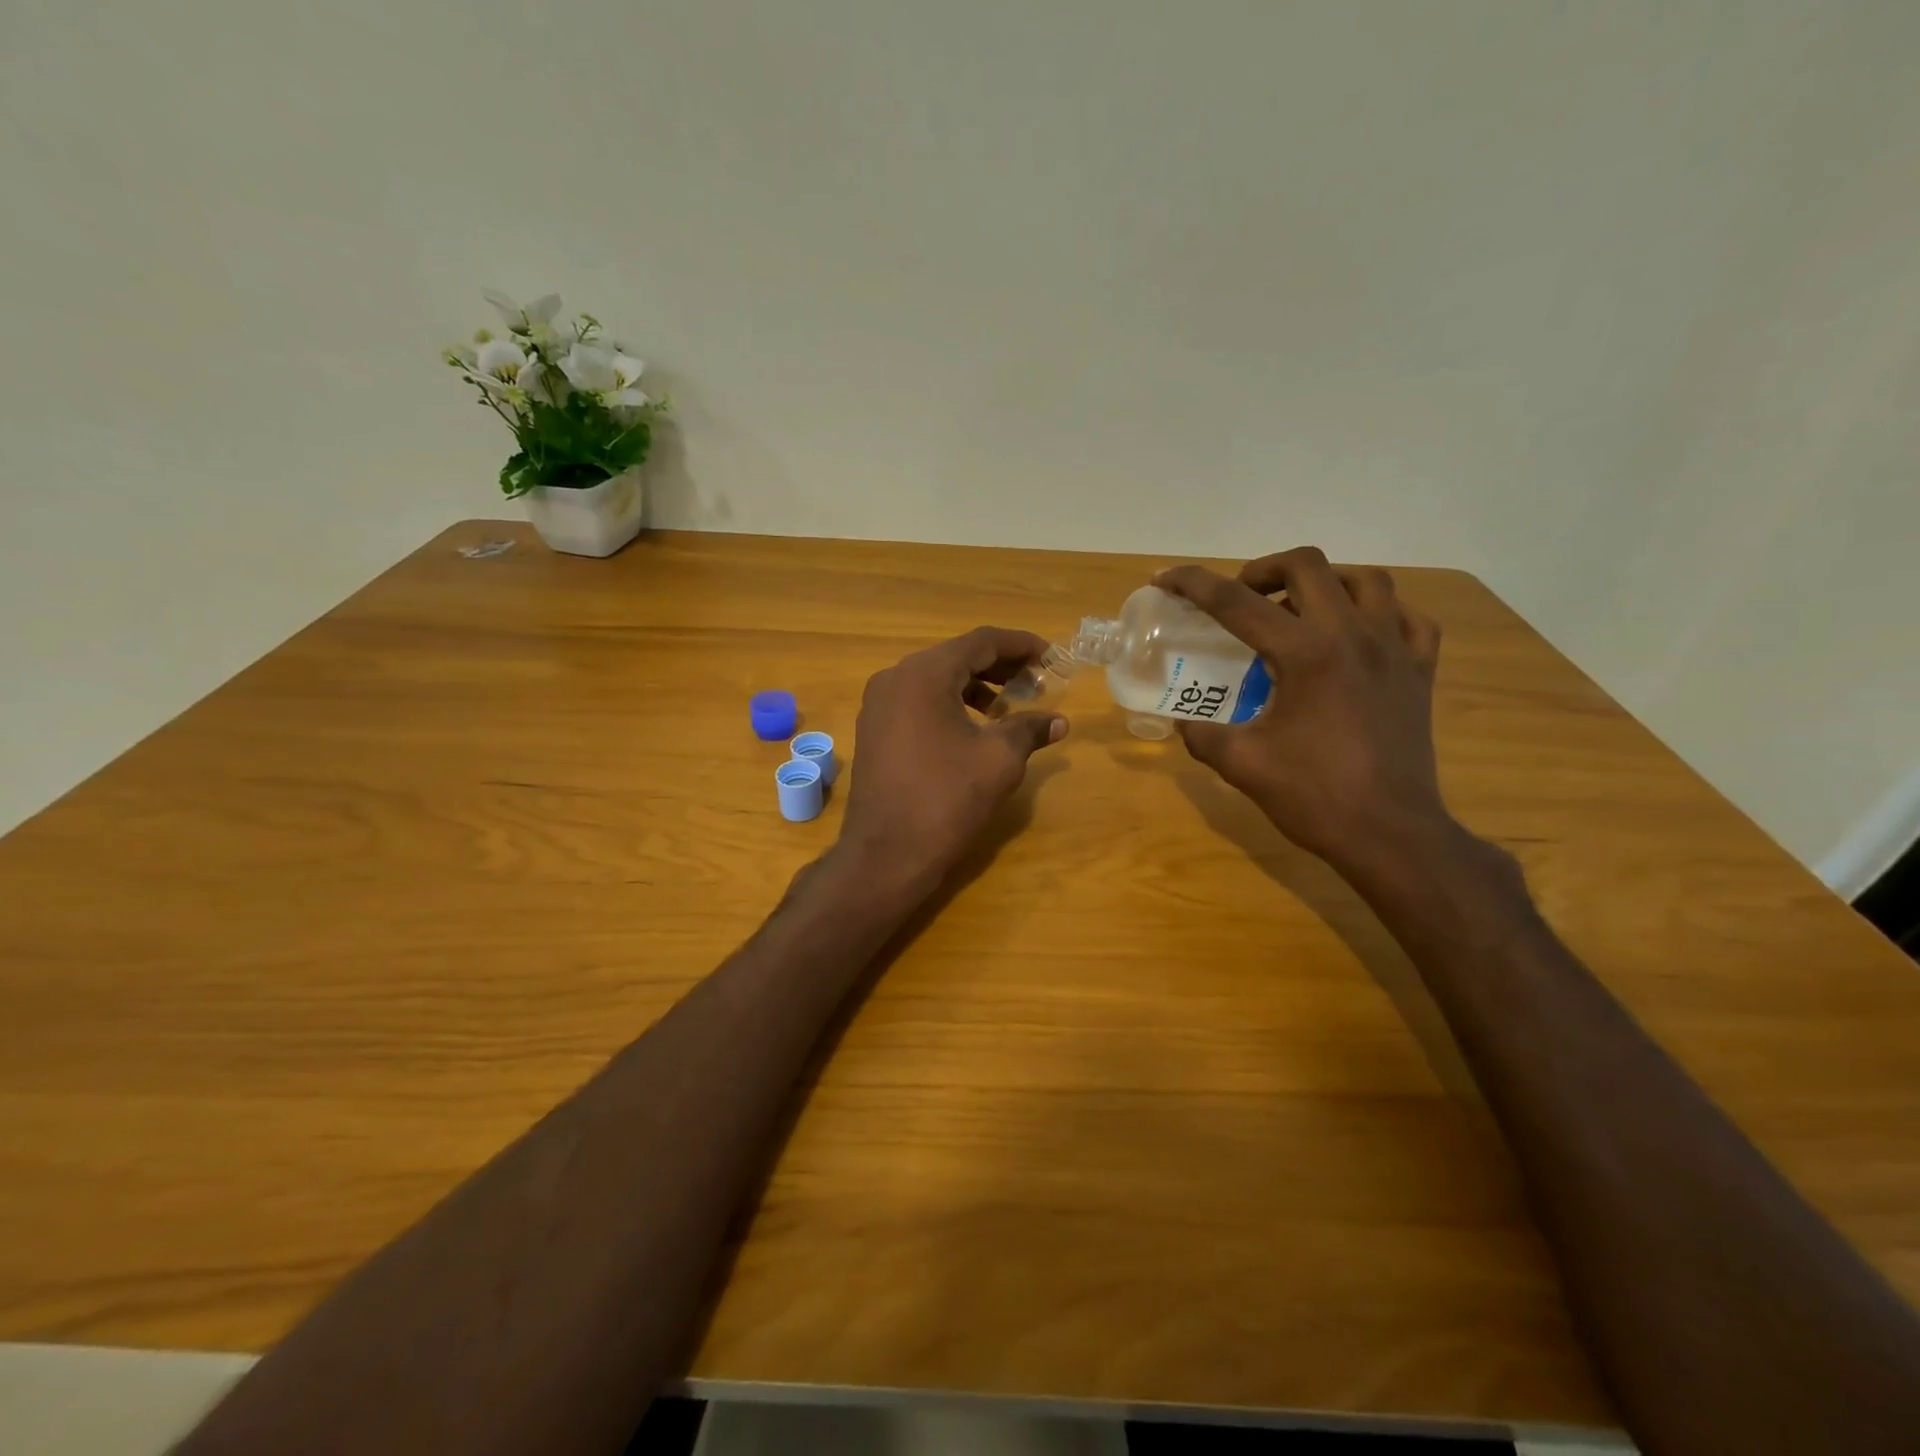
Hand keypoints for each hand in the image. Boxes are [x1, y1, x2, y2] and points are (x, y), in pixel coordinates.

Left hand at [838, 627, 1068, 889]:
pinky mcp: (874, 730)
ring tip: (1009, 707)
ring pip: (936, 680)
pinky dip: (950, 705)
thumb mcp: (999, 760)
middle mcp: (895, 678)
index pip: (981, 642)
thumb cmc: (946, 800)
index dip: (1021, 645)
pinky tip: (974, 728)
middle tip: (1037, 682)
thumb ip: (1029, 729)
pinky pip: (918, 702)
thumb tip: (1059, 721)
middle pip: (956, 657)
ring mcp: (878, 705)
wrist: (886, 855)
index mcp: (924, 674)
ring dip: (976, 687)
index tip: (1052, 656)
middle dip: (1000, 666)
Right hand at [1156, 548, 1448, 876]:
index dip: (1193, 584)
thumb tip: (1181, 720)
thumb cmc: (1314, 797)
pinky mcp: (1420, 671)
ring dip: (1323, 582)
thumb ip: (1201, 733)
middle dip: (1262, 570)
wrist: (1391, 834)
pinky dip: (1377, 613)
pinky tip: (1355, 634)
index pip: (1236, 602)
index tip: (1164, 579)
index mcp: (1306, 654)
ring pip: (1365, 580)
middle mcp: (1353, 636)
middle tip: (1240, 598)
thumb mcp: (1241, 764)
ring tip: (1297, 609)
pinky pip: (1406, 618)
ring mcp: (1395, 650)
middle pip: (1308, 565)